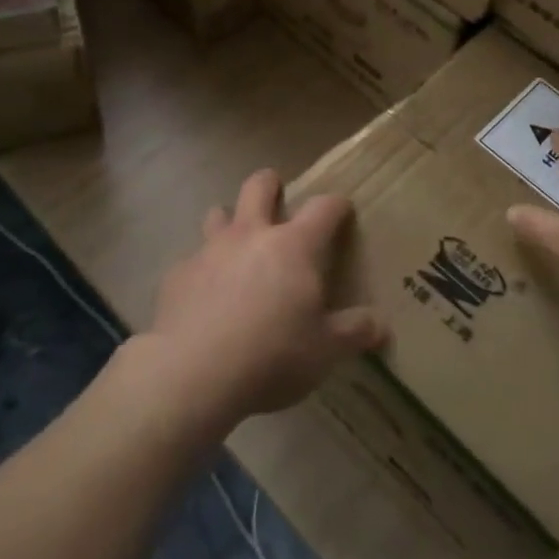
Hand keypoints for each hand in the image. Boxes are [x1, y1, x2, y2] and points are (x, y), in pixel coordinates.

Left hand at [140, 169, 385, 431]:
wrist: (192, 373)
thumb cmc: (271, 355)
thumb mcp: (324, 351)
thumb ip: (354, 332)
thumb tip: (381, 326)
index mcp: (294, 246)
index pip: (323, 207)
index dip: (336, 205)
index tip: (343, 211)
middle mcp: (251, 235)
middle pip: (259, 185)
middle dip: (271, 185)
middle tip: (278, 201)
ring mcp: (210, 250)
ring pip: (218, 214)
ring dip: (229, 222)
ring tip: (236, 247)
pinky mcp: (177, 274)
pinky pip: (191, 260)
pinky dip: (201, 270)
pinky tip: (203, 297)